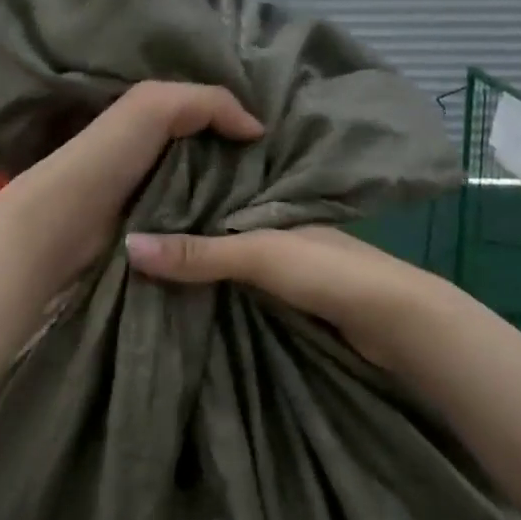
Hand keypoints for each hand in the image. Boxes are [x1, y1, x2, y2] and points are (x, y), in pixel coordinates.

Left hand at [8, 82, 264, 282]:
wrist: (63, 224)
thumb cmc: (108, 158)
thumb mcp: (156, 106)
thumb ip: (209, 102)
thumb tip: (258, 129)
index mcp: (156, 117)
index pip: (212, 113)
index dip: (244, 120)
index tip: (286, 138)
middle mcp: (159, 152)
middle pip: (215, 154)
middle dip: (248, 163)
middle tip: (291, 176)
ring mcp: (159, 193)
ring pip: (211, 190)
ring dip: (239, 196)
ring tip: (280, 203)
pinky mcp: (161, 230)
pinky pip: (200, 221)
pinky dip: (222, 222)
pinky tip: (250, 226)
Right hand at [125, 225, 440, 369]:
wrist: (394, 321)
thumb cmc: (326, 272)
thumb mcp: (258, 255)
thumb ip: (199, 253)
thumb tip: (128, 245)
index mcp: (270, 206)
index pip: (212, 197)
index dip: (175, 203)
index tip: (127, 209)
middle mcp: (276, 230)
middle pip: (219, 233)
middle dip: (183, 240)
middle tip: (125, 247)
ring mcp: (287, 266)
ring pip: (232, 265)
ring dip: (202, 272)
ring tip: (145, 275)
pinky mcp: (294, 298)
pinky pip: (246, 291)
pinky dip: (222, 294)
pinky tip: (192, 300)